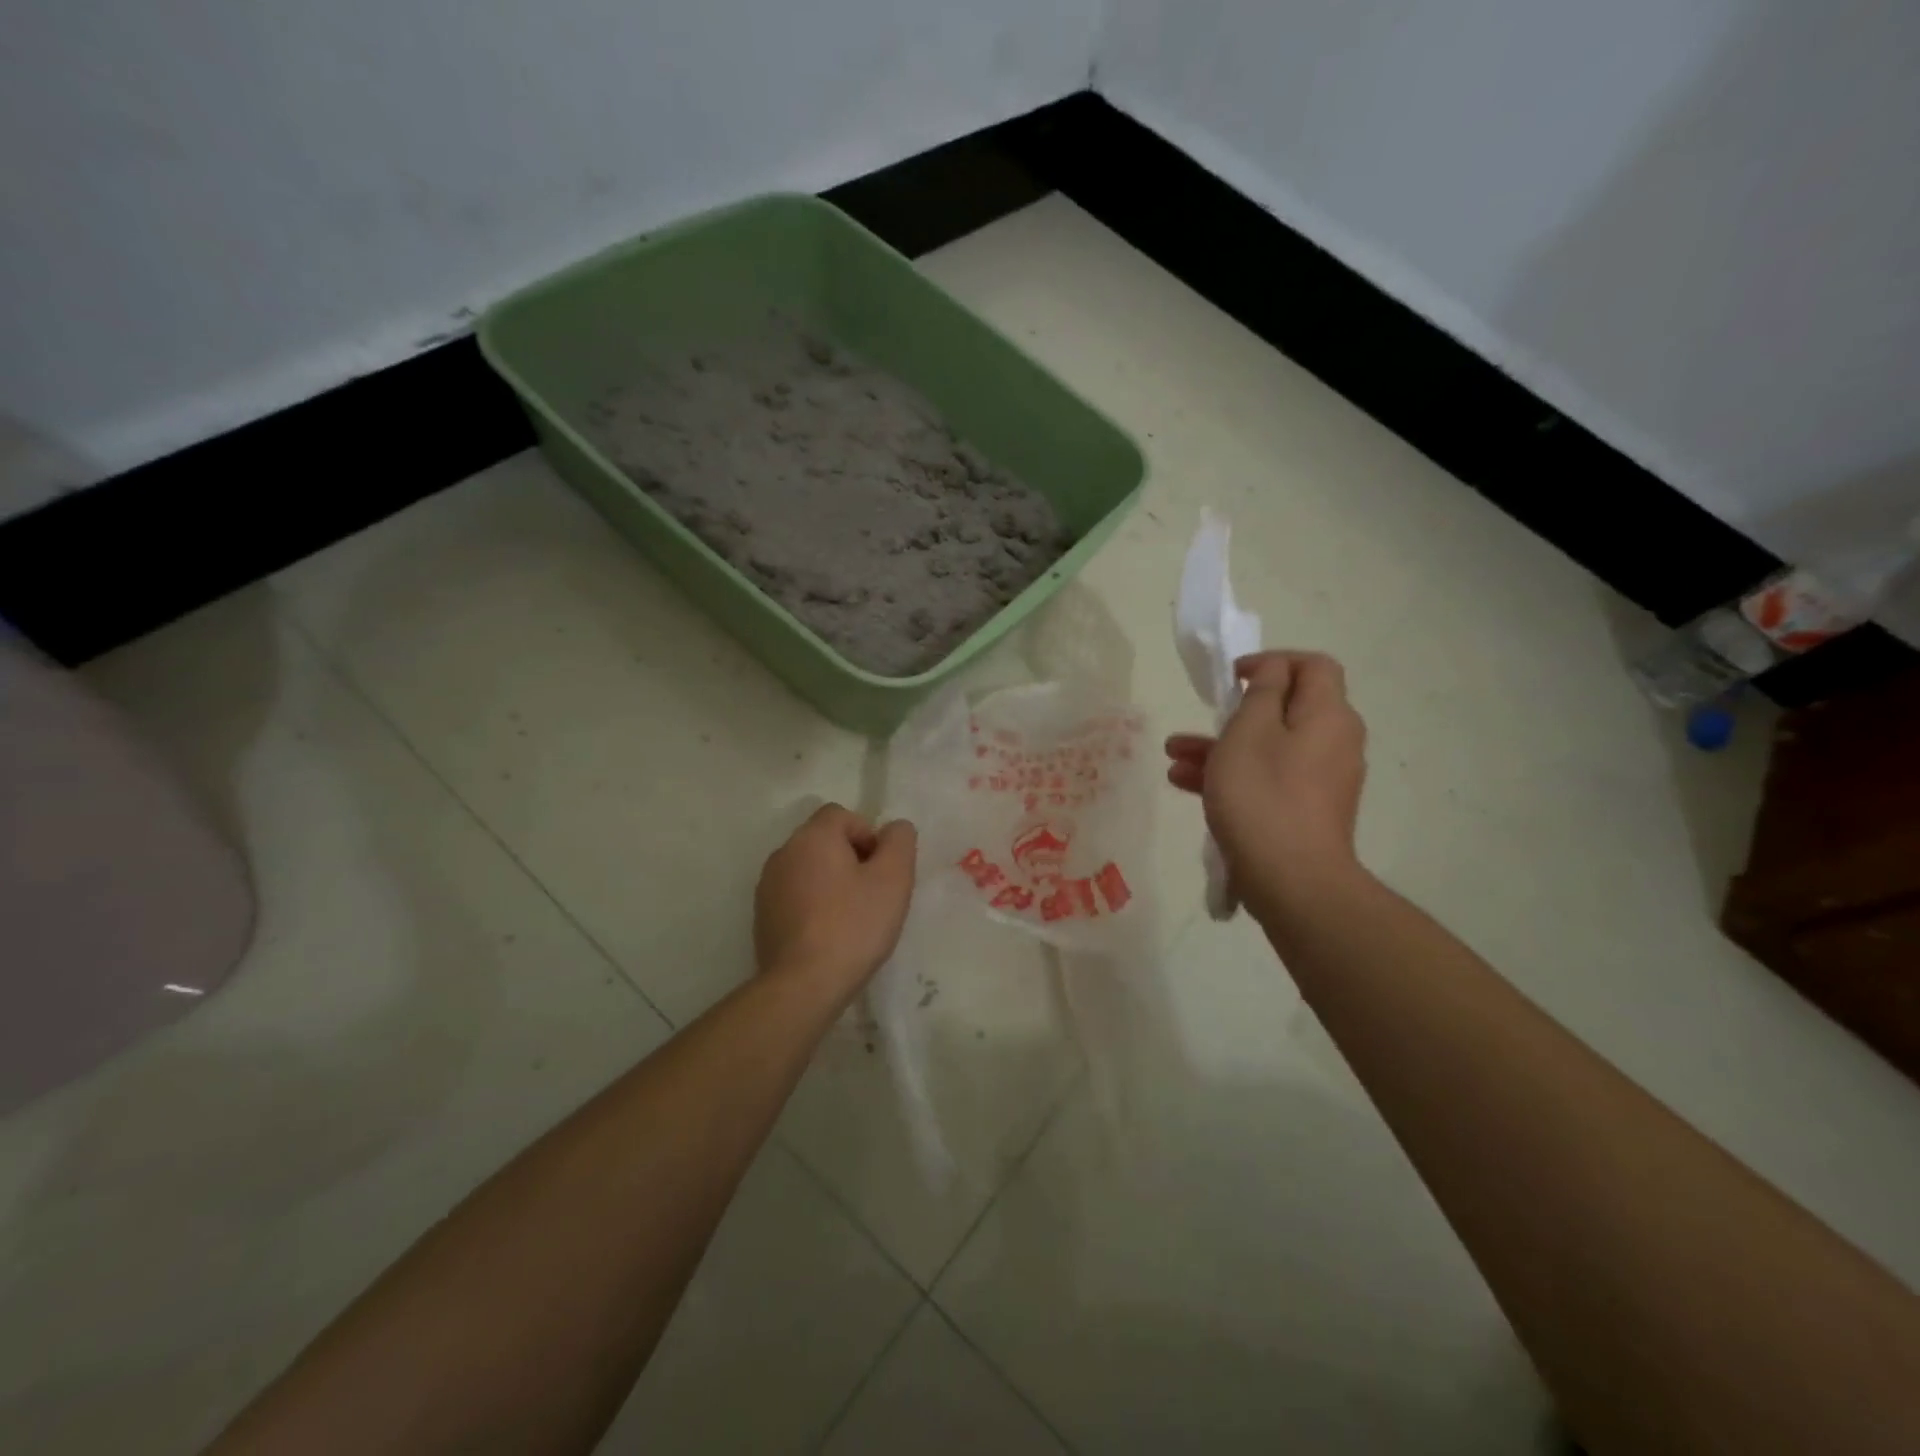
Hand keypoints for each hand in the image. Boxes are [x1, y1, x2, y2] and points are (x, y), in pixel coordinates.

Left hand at [754, 804, 916, 998]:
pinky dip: (813, 905)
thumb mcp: (893, 879)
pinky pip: (795, 896)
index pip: (842, 815)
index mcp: (812, 837)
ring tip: (852, 918)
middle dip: (851, 859)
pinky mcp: (762, 916)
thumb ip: (900, 842)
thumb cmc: (853, 925)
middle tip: (873, 894)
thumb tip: (895, 828)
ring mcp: (768, 886)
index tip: (881, 870)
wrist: (803, 985)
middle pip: (824, 841)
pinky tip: (828, 935)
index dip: (868, 836)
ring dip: (831, 883)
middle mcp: (784, 853)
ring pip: (809, 869)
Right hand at [1166, 650, 1368, 917]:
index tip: (1234, 676)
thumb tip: (1274, 673)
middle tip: (1203, 715)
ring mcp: (1320, 780)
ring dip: (1222, 746)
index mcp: (1327, 715)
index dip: (1273, 661)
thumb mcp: (1250, 731)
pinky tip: (1185, 784)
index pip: (1313, 666)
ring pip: (1269, 747)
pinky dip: (1233, 775)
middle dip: (1235, 711)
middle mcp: (1333, 742)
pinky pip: (1268, 779)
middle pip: (1286, 709)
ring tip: (1173, 755)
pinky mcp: (1305, 812)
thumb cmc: (1264, 796)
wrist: (1292, 882)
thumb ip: (1262, 692)